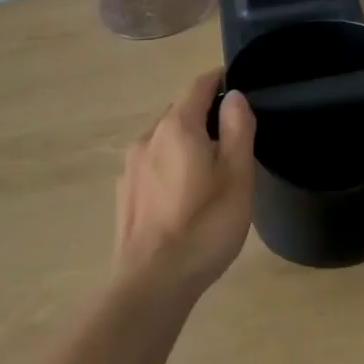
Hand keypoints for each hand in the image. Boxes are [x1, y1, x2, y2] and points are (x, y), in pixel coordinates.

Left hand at [114, 69, 256, 295]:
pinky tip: (182, 197)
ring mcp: (131, 166)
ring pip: (164, 140)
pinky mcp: (125, 193)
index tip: (236, 83)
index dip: (219, 80)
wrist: (152, 283)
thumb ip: (238, 129)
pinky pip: (152, 164)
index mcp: (178, 126)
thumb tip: (235, 96)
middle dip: (205, 116)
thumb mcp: (237, 176)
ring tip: (209, 171)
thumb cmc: (204, 226)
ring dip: (186, 144)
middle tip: (232, 138)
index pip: (199, 86)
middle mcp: (148, 137)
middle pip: (180, 112)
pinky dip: (169, 166)